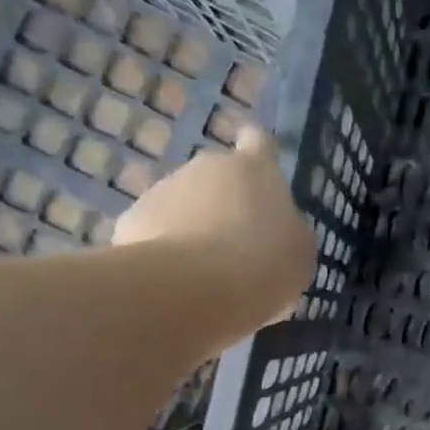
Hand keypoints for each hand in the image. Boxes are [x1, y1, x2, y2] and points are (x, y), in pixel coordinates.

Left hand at [111, 124, 315, 324]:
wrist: (193, 287)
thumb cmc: (263, 264)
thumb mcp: (298, 253)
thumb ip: (288, 233)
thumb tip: (278, 231)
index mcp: (254, 169)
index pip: (258, 142)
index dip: (259, 153)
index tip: (258, 169)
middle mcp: (206, 167)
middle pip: (217, 179)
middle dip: (223, 205)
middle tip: (237, 249)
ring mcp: (163, 189)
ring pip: (183, 206)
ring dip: (193, 230)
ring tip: (204, 275)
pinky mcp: (131, 219)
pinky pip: (154, 233)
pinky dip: (164, 253)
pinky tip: (174, 283)